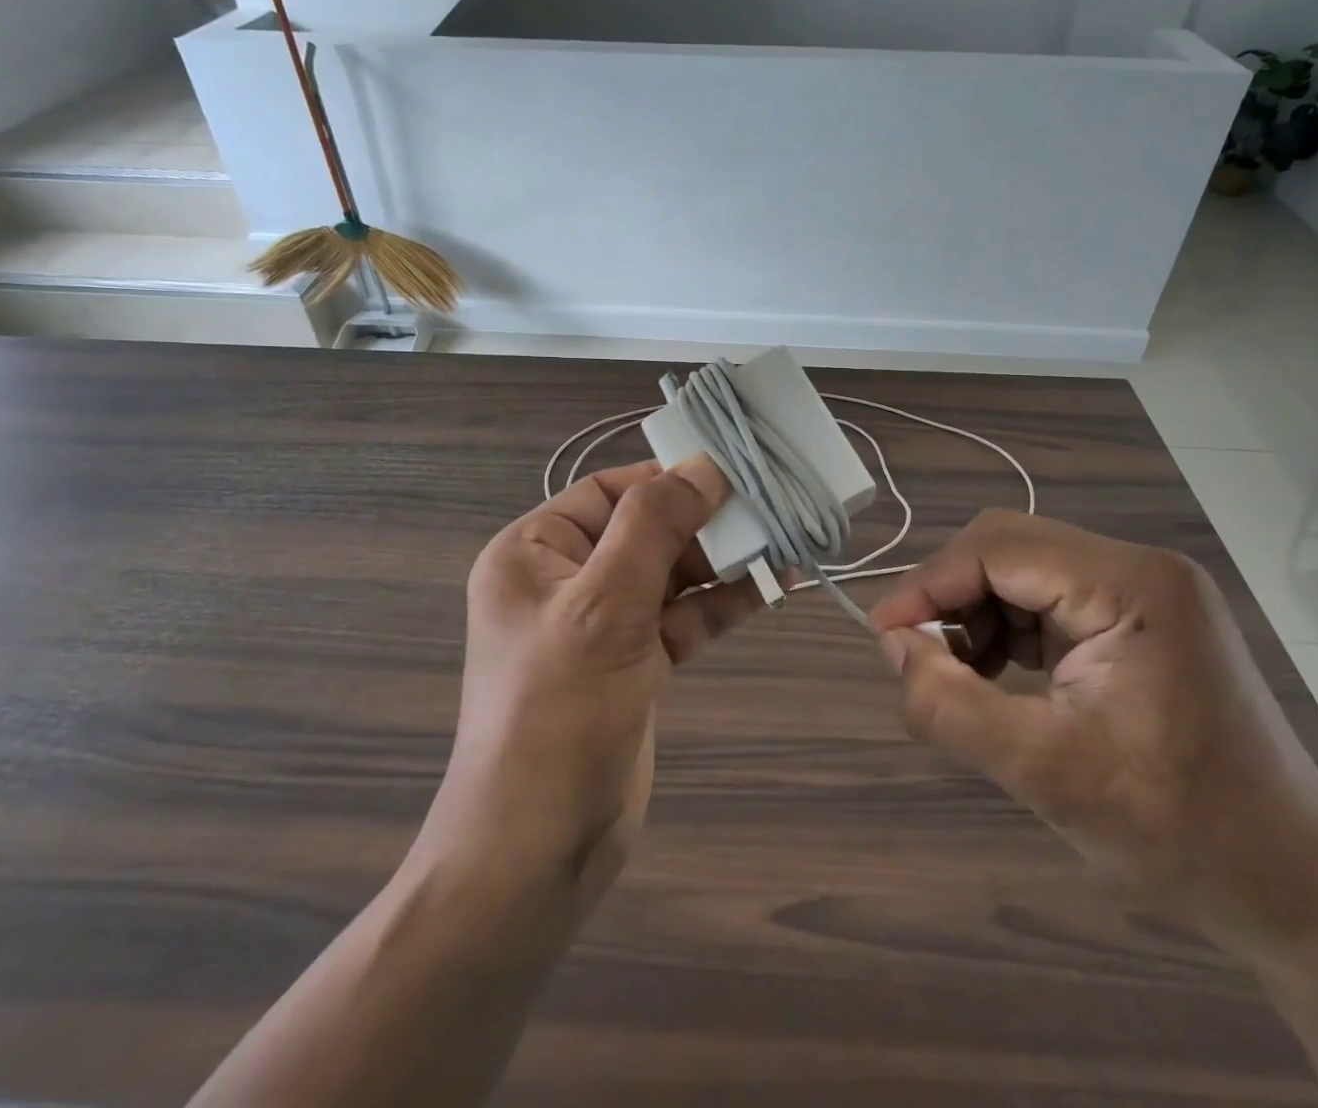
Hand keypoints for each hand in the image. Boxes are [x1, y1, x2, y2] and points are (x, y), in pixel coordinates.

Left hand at [421, 458, 756, 908]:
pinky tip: (769, 587)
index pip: (609, 491)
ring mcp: (600, 623)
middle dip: (705, 522)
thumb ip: (653, 527)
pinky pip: (681, 616)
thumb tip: (703, 466)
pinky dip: (721, 602)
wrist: (538, 850)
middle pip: (645, 529)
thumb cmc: (557, 712)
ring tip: (783, 543)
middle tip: (771, 510)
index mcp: (535, 552)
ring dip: (721, 561)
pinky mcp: (632, 662)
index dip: (669, 480)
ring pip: (669, 573)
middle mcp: (564, 578)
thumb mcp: (603, 605)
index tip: (732, 474)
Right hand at [873, 511, 1317, 953]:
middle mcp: (1138, 568)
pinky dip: (1006, 630)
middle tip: (916, 655)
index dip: (928, 585)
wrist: (1298, 887)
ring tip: (959, 676)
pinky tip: (997, 675)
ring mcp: (1143, 591)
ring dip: (975, 613)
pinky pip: (1046, 600)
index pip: (998, 549)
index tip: (882, 635)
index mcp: (1131, 585)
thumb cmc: (1181, 832)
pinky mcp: (1138, 619)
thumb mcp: (1047, 774)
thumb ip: (952, 706)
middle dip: (951, 597)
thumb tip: (892, 647)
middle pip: (1008, 548)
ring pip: (1021, 571)